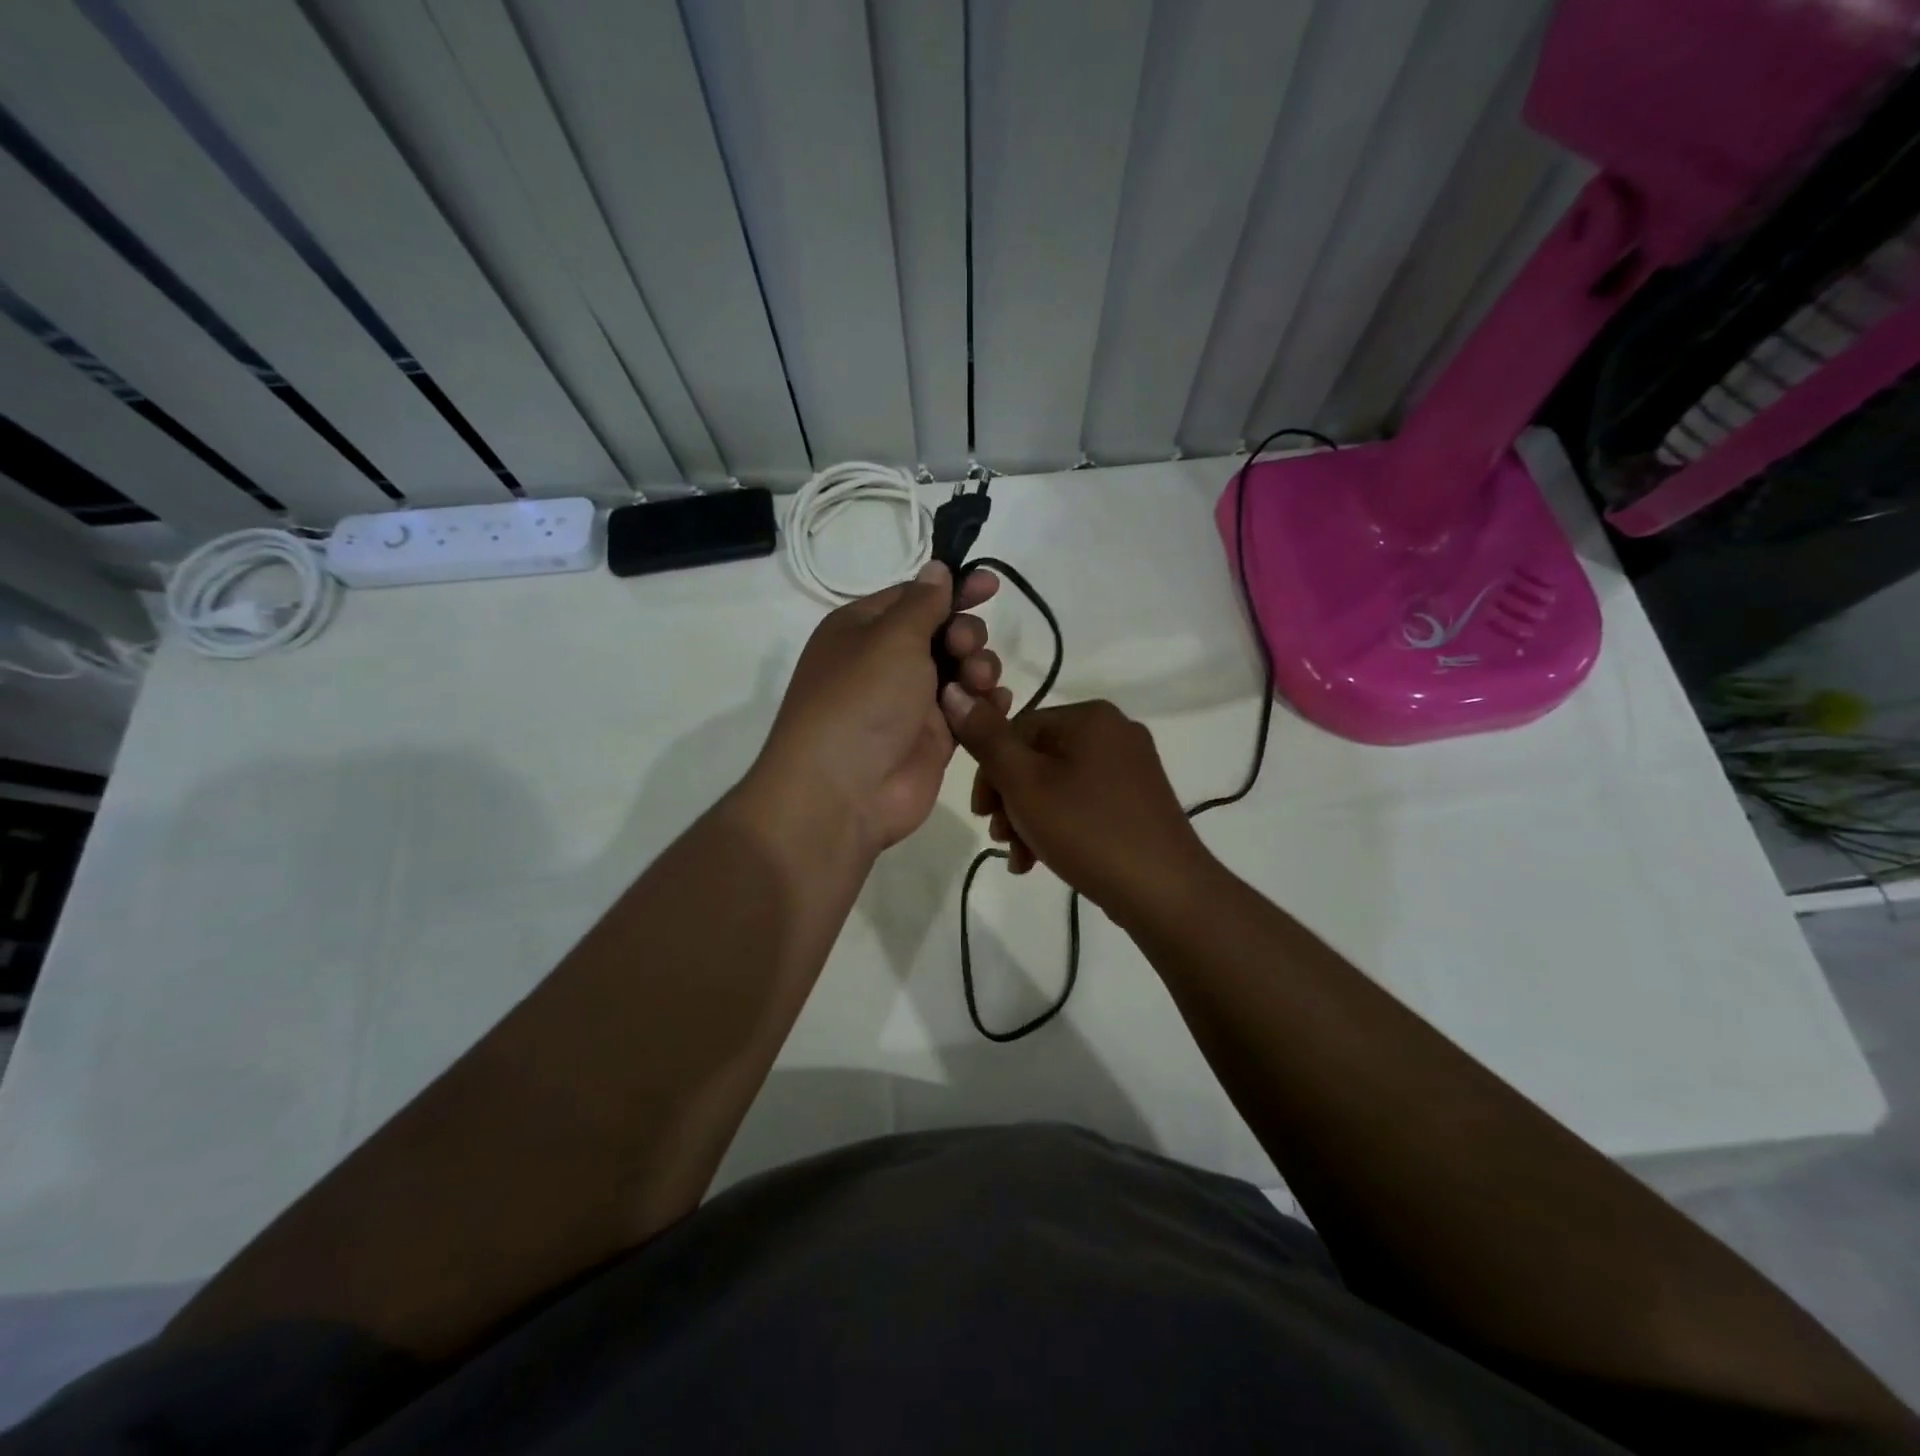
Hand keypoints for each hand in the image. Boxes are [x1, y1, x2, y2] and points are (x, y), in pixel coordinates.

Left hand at [754, 563, 1010, 855]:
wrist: (844, 792)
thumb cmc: (861, 700)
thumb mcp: (891, 638)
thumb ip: (922, 603)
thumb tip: (935, 568)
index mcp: (864, 629)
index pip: (915, 597)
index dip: (954, 589)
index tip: (992, 585)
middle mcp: (887, 662)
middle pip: (944, 632)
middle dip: (966, 634)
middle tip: (964, 648)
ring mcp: (912, 703)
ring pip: (963, 670)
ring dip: (979, 668)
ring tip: (976, 683)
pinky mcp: (935, 739)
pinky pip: (969, 709)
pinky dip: (985, 704)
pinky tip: (993, 703)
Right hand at [940, 689, 1212, 920]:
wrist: (1165, 891)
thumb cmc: (1087, 830)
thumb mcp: (1025, 784)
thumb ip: (986, 739)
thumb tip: (953, 691)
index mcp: (1090, 717)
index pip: (1017, 729)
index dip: (989, 772)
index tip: (981, 814)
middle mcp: (1115, 731)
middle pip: (1037, 757)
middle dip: (1010, 800)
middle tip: (999, 837)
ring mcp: (1132, 767)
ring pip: (1058, 783)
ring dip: (1028, 818)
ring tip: (1020, 857)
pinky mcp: (1139, 800)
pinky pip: (1084, 801)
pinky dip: (1058, 825)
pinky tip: (1041, 861)